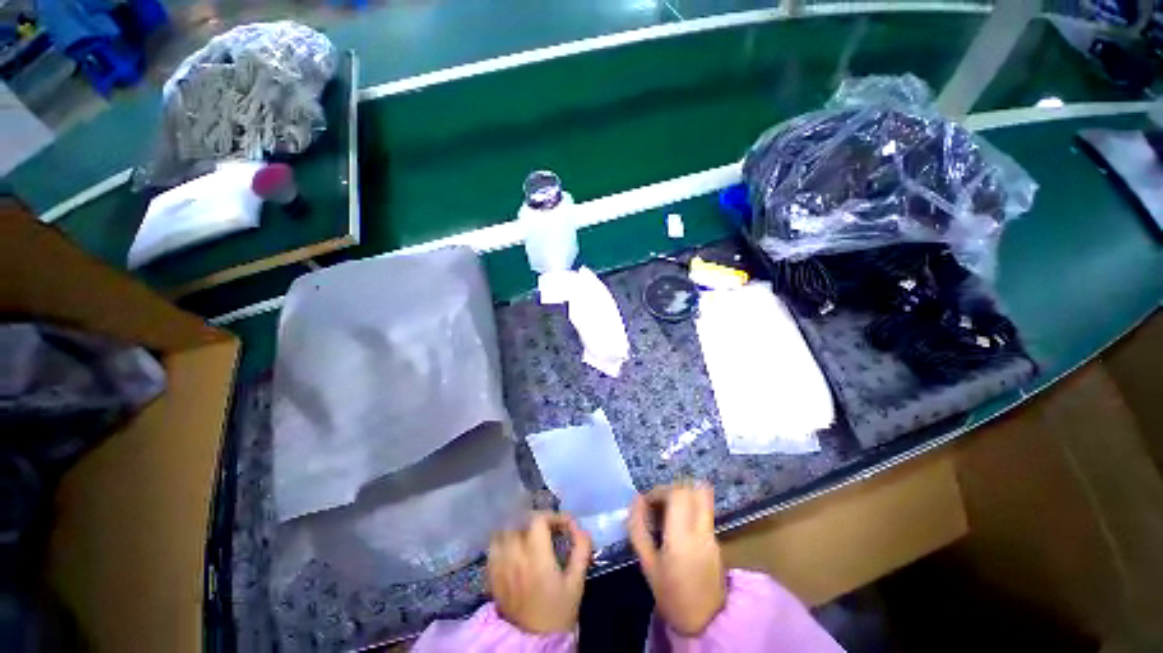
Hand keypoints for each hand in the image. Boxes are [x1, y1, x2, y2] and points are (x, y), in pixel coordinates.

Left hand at [487, 512, 592, 633]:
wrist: (535, 642)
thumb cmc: (559, 611)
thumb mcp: (576, 582)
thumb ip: (581, 551)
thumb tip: (580, 529)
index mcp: (537, 558)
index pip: (538, 520)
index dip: (552, 516)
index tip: (564, 525)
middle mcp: (515, 557)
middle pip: (519, 522)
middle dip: (536, 521)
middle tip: (548, 529)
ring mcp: (500, 567)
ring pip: (502, 532)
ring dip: (517, 528)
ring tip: (529, 534)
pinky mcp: (492, 577)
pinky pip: (493, 549)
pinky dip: (503, 541)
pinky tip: (513, 548)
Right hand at [627, 482, 725, 635]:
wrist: (705, 623)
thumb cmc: (671, 594)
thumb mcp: (647, 564)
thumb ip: (639, 529)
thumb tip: (636, 500)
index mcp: (683, 537)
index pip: (678, 494)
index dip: (660, 490)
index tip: (646, 502)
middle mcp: (702, 530)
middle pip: (694, 489)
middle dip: (673, 489)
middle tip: (658, 503)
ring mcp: (713, 534)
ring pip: (700, 498)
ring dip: (682, 497)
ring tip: (666, 513)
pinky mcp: (717, 540)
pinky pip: (703, 511)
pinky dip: (688, 509)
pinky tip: (676, 527)